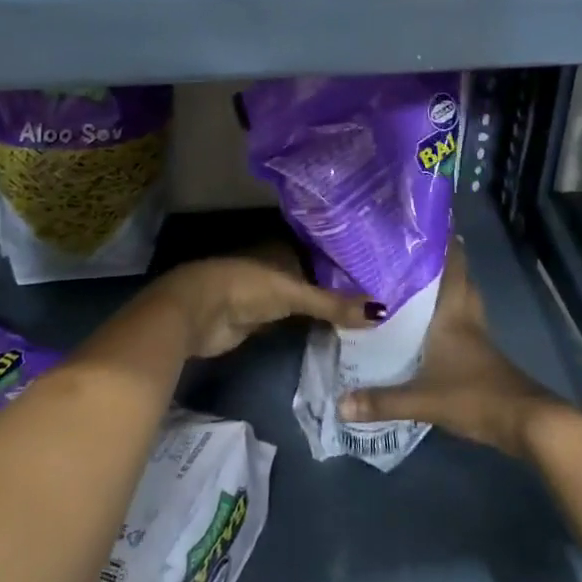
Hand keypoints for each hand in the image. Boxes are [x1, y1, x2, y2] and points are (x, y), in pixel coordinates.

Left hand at [149, 244, 381, 359]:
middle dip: (342, 288)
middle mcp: (280, 266)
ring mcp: (269, 294)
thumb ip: (333, 303)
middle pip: (317, 277)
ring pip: (306, 300)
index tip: (384, 272)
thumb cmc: (246, 287)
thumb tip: (382, 312)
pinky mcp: (262, 320)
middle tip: (381, 300)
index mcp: (286, 248)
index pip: (326, 252)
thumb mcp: (293, 293)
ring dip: (327, 309)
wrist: (198, 313)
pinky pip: (295, 322)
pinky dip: (312, 327)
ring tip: (368, 319)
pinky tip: (337, 334)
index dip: (350, 262)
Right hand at [337, 238, 561, 458]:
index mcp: (454, 313)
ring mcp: (477, 336)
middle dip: (440, 261)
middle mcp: (467, 317)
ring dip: (445, 286)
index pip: (452, 265)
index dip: (443, 241)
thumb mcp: (424, 399)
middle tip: (411, 249)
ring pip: (462, 298)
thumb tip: (339, 404)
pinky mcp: (481, 355)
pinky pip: (462, 321)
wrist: (525, 422)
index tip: (424, 221)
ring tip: (415, 280)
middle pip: (459, 278)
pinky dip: (447, 313)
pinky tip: (428, 324)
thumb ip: (382, 400)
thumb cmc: (475, 395)